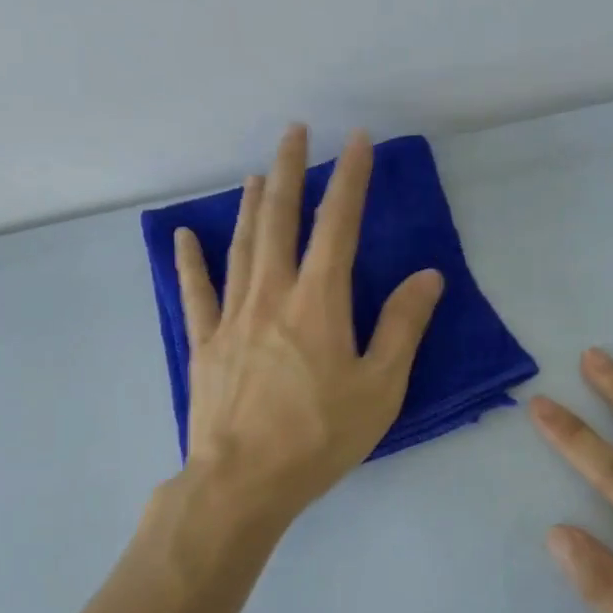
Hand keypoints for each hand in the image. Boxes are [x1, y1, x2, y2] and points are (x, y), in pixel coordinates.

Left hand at [174, 125, 444, 524]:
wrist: (243, 481)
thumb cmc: (319, 437)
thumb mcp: (379, 388)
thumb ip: (402, 327)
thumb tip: (427, 276)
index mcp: (318, 302)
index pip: (338, 225)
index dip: (349, 179)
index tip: (356, 141)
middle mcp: (272, 294)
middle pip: (280, 220)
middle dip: (290, 171)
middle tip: (293, 132)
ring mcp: (232, 316)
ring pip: (241, 246)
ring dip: (252, 206)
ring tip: (258, 174)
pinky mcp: (204, 343)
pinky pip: (195, 292)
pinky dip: (190, 262)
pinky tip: (184, 237)